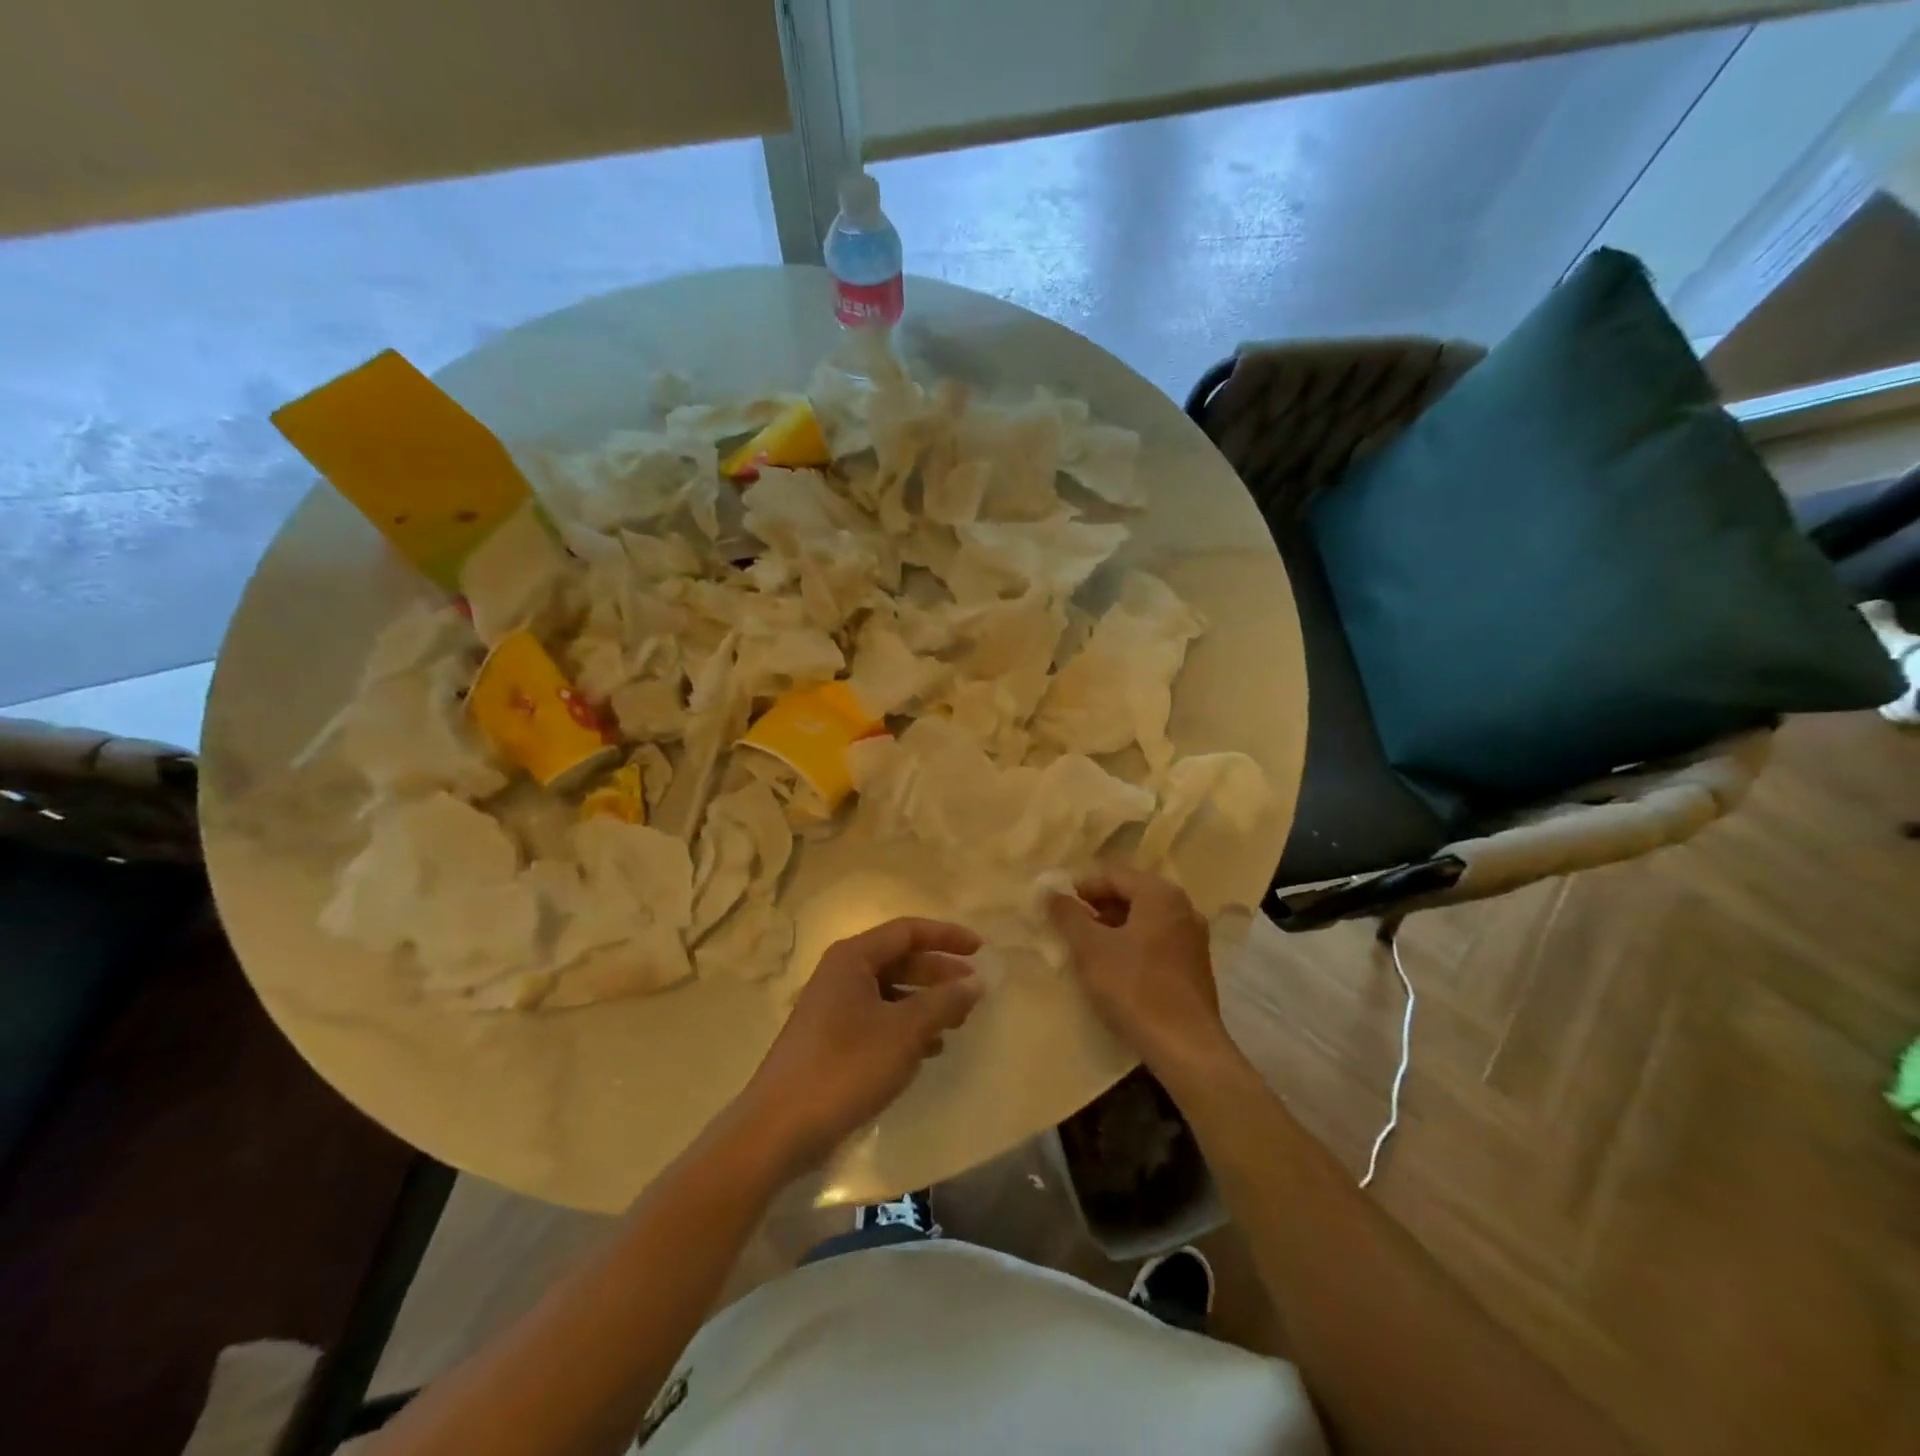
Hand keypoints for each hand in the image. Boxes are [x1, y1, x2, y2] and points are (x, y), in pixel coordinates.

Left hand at [735, 917, 983, 1179]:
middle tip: (974, 991)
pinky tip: (930, 1049)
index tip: (981, 950)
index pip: (908, 931)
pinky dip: (906, 1026)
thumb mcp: (904, 1032)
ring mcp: (834, 1007)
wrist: (778, 1129)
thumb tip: (975, 982)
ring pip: (891, 991)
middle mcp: (841, 973)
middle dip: (939, 973)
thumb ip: (943, 1002)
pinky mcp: (832, 1039)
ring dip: (926, 1002)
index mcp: (853, 958)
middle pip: (900, 959)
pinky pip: (879, 1018)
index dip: (947, 936)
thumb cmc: (845, 1068)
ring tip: (958, 1022)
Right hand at [1047, 864, 1229, 1077]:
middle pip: (1130, 894)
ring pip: (1143, 919)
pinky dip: (1131, 945)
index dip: (1079, 887)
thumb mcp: (1090, 949)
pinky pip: (1156, 941)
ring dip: (1112, 928)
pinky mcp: (1194, 965)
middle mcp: (1182, 907)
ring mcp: (1192, 937)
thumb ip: (1068, 915)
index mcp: (1160, 894)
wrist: (1185, 1047)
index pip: (1112, 875)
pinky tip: (1113, 968)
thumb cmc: (1134, 988)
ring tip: (1085, 949)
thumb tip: (1050, 892)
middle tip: (1066, 927)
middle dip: (1096, 907)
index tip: (1055, 906)